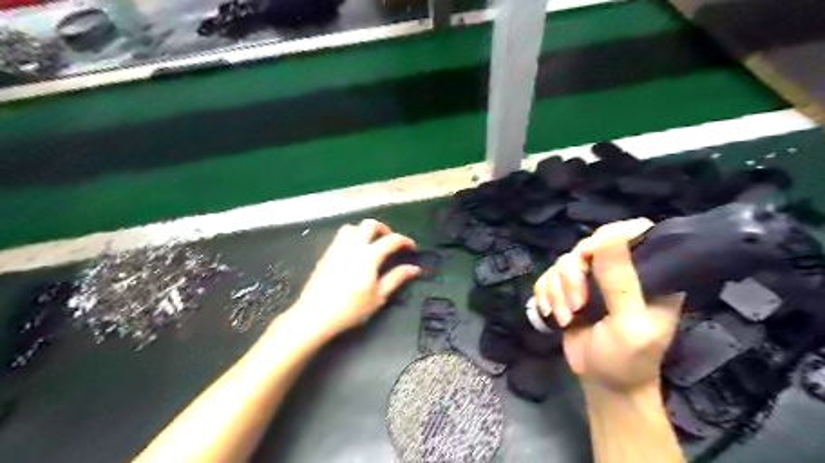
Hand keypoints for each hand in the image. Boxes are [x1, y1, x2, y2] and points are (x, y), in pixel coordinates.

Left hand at [289, 218, 419, 338]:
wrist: (315, 315)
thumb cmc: (351, 308)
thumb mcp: (379, 296)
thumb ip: (396, 278)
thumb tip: (414, 268)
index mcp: (369, 255)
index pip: (392, 240)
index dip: (405, 241)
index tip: (412, 248)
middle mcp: (353, 245)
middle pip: (370, 224)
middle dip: (384, 229)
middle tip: (390, 242)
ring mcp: (337, 247)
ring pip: (353, 227)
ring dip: (365, 230)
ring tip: (371, 244)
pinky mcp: (326, 254)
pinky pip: (341, 236)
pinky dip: (352, 237)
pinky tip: (354, 253)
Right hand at [532, 219, 687, 391]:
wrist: (603, 383)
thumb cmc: (627, 360)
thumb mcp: (630, 325)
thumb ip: (621, 282)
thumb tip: (608, 237)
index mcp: (649, 273)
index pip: (633, 232)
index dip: (608, 238)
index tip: (589, 261)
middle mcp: (621, 269)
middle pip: (587, 245)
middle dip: (572, 276)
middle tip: (576, 304)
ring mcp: (592, 278)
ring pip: (563, 262)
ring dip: (557, 291)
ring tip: (565, 318)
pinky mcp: (569, 288)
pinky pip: (548, 276)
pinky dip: (545, 294)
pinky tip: (552, 314)